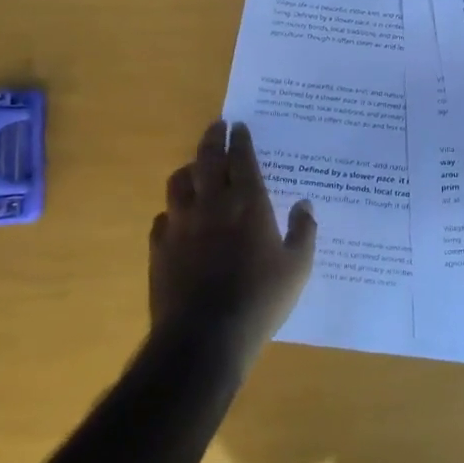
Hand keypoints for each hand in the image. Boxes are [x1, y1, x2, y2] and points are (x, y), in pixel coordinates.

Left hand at [150, 120, 316, 370]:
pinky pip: (163, 217)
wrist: (203, 337)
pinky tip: (179, 217)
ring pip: (179, 183)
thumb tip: (304, 204)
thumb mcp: (298, 267)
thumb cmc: (260, 299)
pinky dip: (173, 210)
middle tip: (216, 126)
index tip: (239, 125)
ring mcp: (181, 225)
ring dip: (189, 169)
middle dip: (212, 139)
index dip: (240, 140)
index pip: (242, 159)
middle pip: (206, 160)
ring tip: (196, 167)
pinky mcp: (159, 248)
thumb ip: (303, 231)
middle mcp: (212, 205)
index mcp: (248, 204)